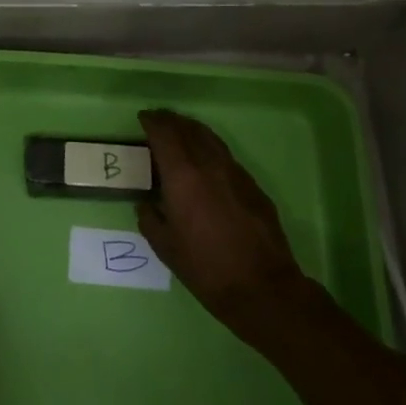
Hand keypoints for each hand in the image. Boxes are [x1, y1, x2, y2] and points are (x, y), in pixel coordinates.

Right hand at [136, 109, 323, 345]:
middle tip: (159, 120)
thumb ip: (151, 219)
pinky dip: (210, 148)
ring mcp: (235, 172)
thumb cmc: (206, 268)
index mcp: (183, 176)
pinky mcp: (252, 185)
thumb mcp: (166, 247)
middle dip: (171, 121)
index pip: (165, 134)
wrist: (262, 286)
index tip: (143, 117)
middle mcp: (209, 164)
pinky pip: (225, 156)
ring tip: (181, 131)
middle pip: (188, 129)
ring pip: (210, 138)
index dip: (152, 122)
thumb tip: (147, 205)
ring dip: (192, 130)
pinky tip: (206, 161)